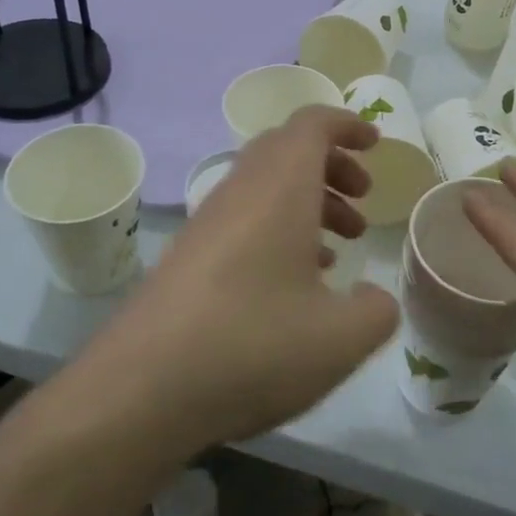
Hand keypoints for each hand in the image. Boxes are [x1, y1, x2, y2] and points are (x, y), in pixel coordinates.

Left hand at [76, 106, 397, 458]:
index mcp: (280, 188)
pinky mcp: (189, 255)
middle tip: (362, 198)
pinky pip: (244, 219)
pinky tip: (296, 283)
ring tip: (340, 246)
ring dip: (308, 201)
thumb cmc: (252, 346)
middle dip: (331, 165)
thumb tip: (374, 298)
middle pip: (287, 150)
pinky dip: (279, 229)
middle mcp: (241, 191)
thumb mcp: (340, 339)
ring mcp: (209, 223)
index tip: (376, 144)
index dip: (347, 125)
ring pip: (266, 186)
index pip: (312, 125)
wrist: (139, 390)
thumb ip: (376, 311)